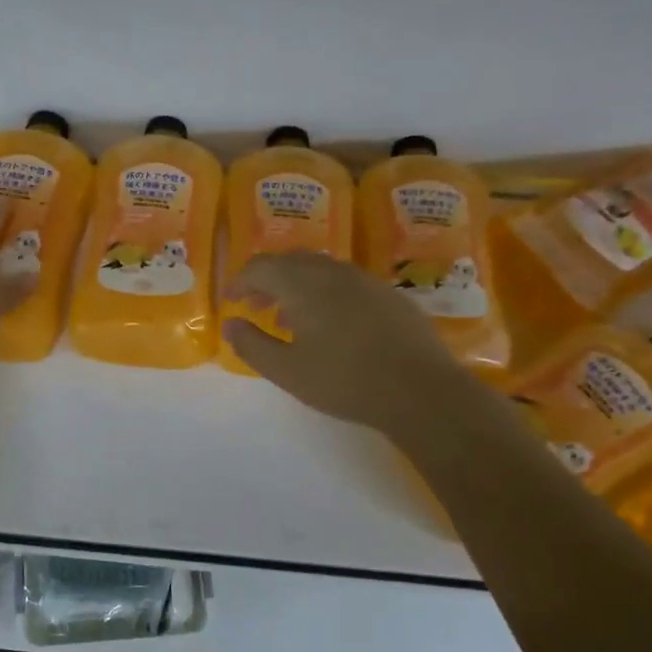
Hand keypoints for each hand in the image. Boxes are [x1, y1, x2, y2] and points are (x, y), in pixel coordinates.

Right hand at [223, 252, 464, 435]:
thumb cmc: (345, 381)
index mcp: (304, 284)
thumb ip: (252, 345)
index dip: (240, 280)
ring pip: (320, 270)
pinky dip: (325, 293)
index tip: (231, 300)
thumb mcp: (287, 371)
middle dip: (267, 280)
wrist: (420, 390)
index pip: (261, 266)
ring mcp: (366, 280)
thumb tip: (230, 324)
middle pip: (291, 261)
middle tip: (255, 305)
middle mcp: (334, 272)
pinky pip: (346, 282)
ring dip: (296, 286)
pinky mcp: (389, 295)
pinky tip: (330, 325)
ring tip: (288, 318)